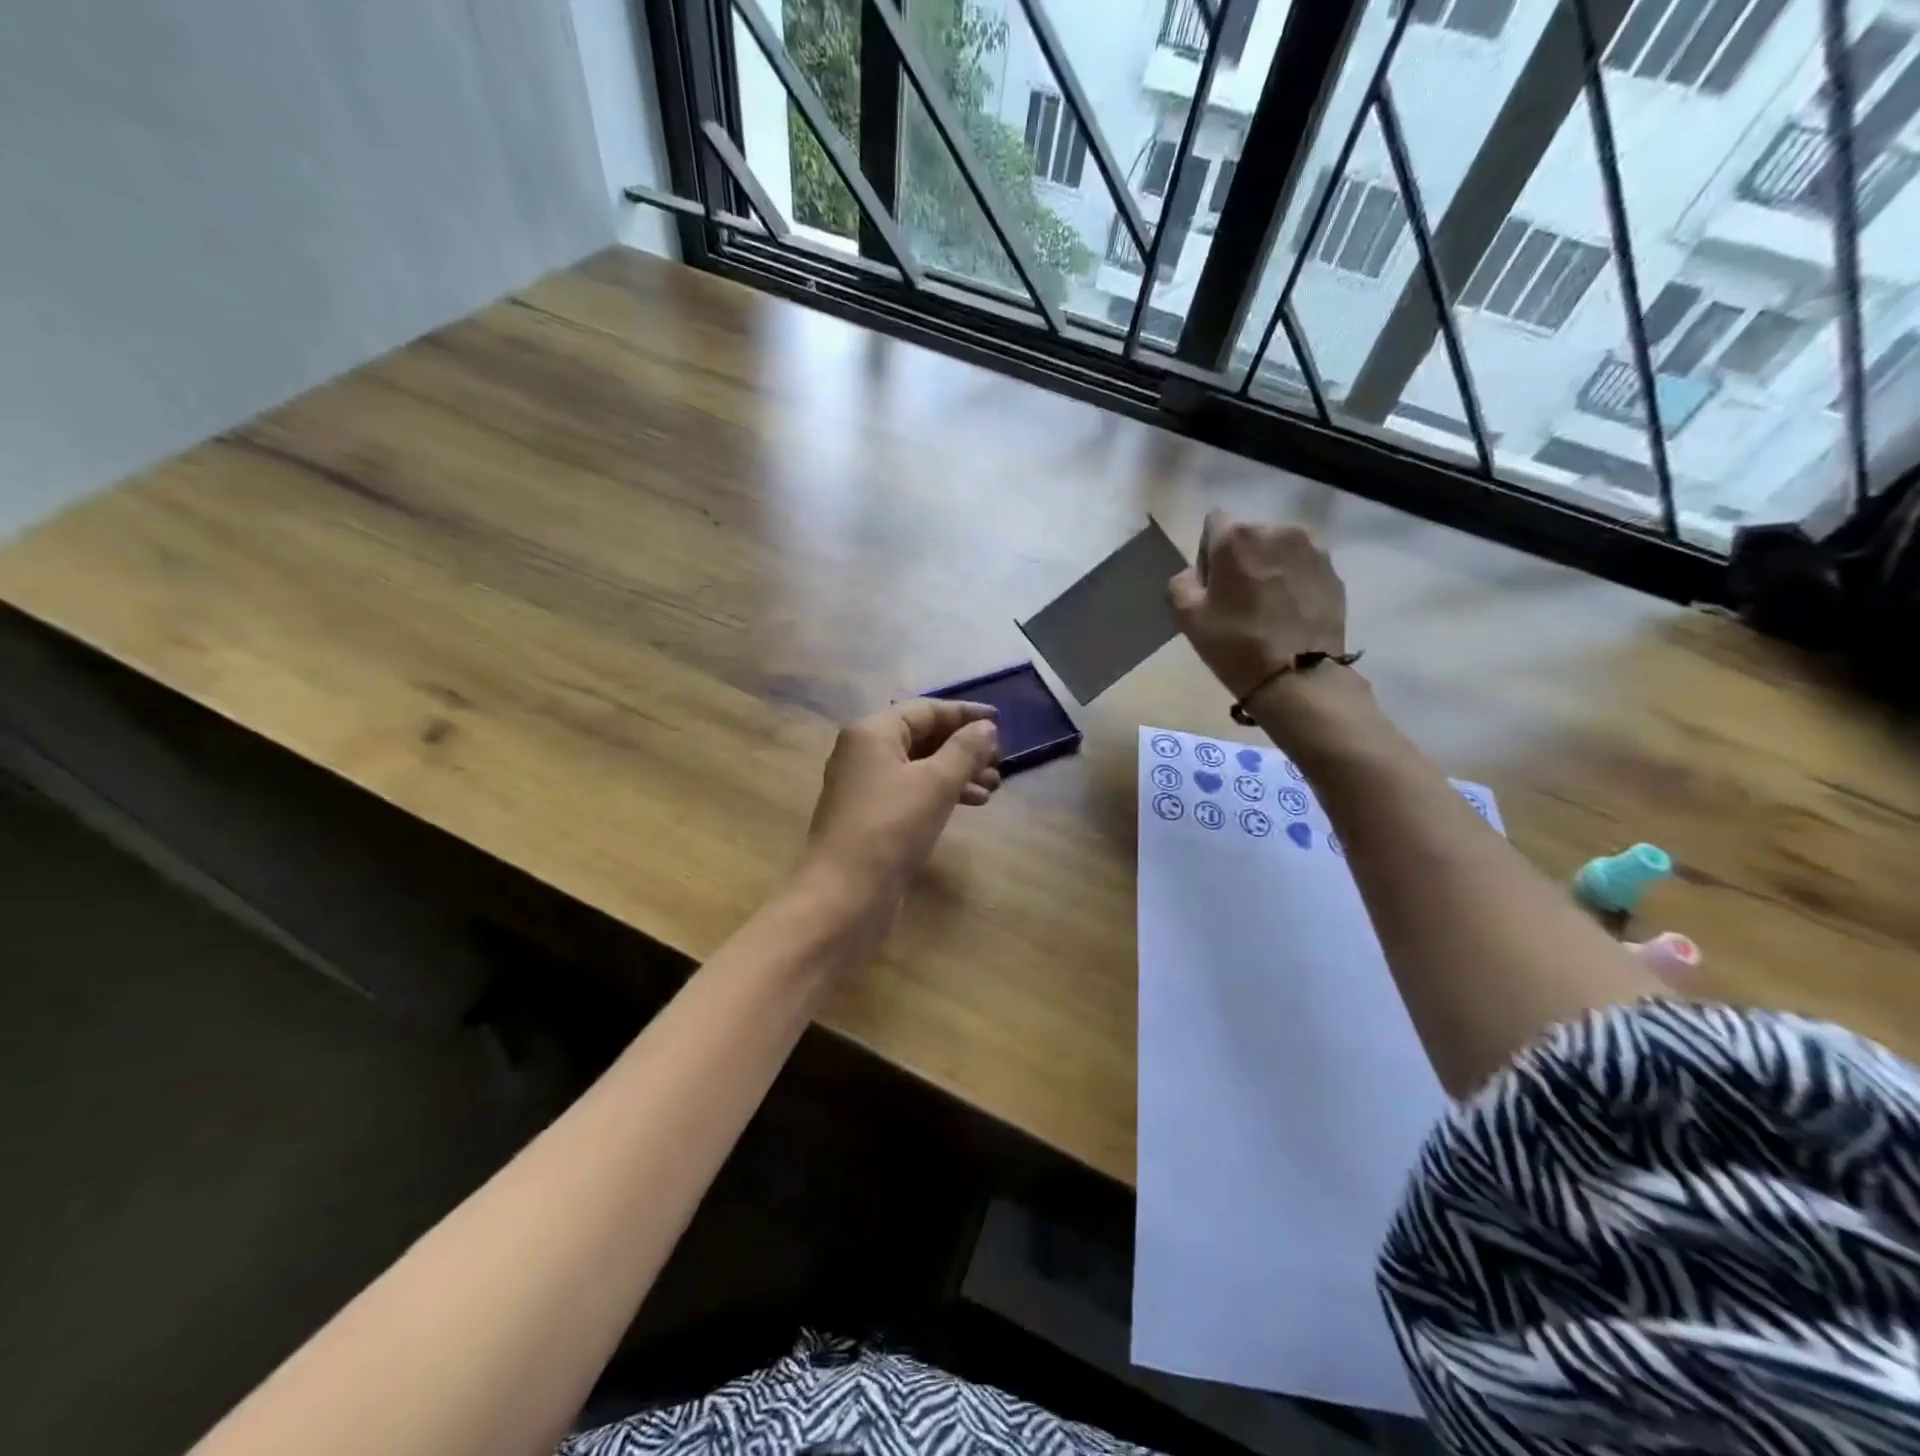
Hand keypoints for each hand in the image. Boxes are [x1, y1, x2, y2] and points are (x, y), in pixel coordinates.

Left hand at [799, 700, 1000, 910]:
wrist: (845, 894)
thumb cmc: (892, 828)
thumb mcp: (936, 783)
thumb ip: (965, 750)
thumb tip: (986, 728)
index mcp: (872, 732)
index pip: (925, 709)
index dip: (964, 714)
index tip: (1000, 722)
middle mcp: (863, 752)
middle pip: (921, 737)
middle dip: (963, 748)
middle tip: (998, 763)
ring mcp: (864, 786)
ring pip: (919, 767)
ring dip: (957, 773)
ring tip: (992, 788)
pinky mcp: (870, 816)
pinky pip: (911, 791)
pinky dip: (940, 793)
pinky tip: (969, 805)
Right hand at [1166, 511, 1347, 701]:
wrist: (1298, 677)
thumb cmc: (1236, 643)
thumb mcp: (1186, 617)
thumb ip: (1180, 583)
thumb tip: (1194, 574)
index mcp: (1238, 536)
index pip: (1213, 522)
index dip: (1207, 552)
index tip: (1211, 584)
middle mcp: (1278, 530)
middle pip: (1249, 535)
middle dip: (1241, 558)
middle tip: (1237, 598)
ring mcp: (1312, 549)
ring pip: (1278, 549)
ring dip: (1269, 567)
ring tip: (1267, 606)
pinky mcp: (1334, 572)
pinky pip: (1303, 567)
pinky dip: (1293, 582)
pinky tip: (1289, 613)